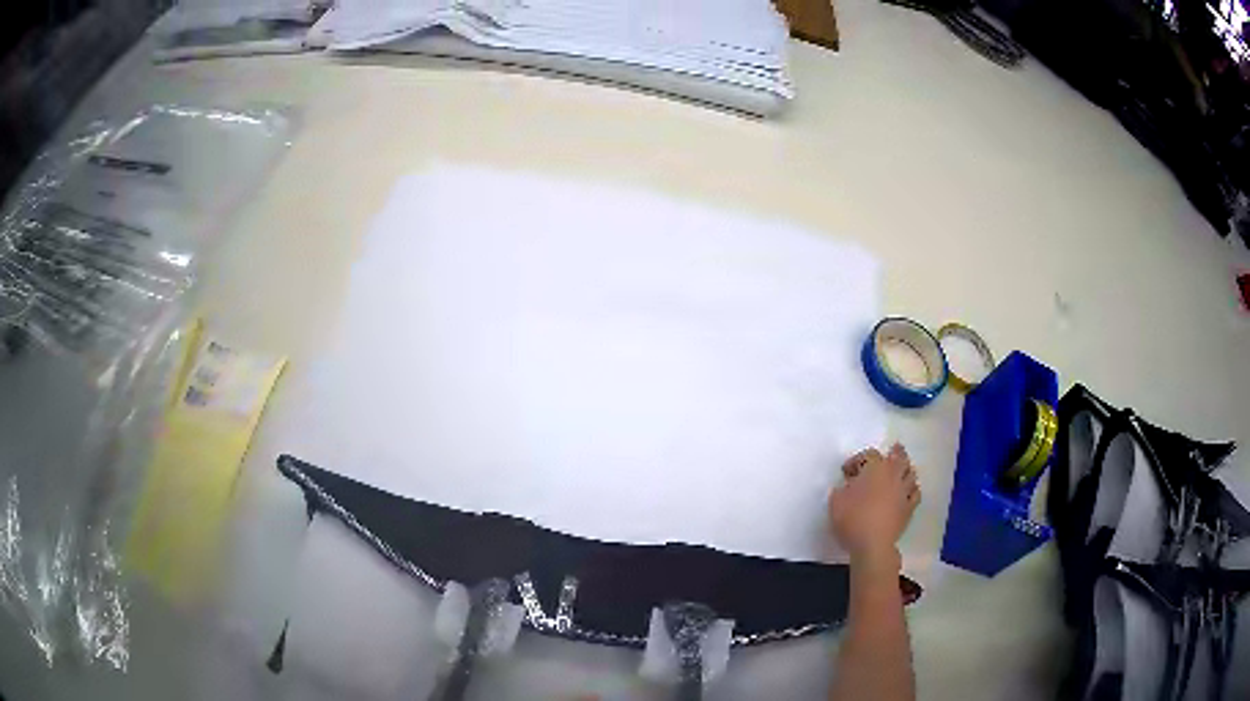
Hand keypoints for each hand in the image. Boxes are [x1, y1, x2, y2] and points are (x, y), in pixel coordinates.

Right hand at [827, 444, 920, 566]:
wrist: (872, 544)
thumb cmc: (852, 519)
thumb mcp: (836, 502)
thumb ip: (841, 490)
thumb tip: (846, 487)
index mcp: (875, 469)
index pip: (869, 455)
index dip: (857, 460)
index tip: (846, 471)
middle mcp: (893, 475)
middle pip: (899, 457)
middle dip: (896, 452)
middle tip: (894, 449)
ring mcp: (904, 491)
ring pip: (911, 473)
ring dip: (906, 469)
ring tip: (902, 469)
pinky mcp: (909, 508)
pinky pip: (916, 493)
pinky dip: (913, 489)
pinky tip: (909, 491)